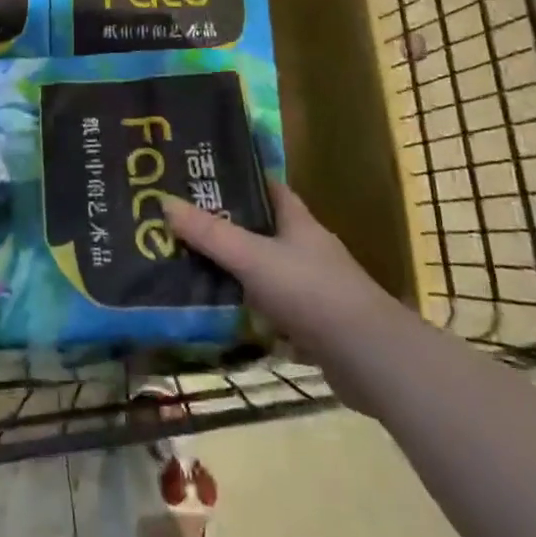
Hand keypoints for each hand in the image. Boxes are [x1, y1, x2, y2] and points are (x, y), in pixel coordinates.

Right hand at [162, 180, 398, 405]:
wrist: (371, 360)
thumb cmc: (312, 292)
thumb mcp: (252, 258)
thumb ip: (209, 234)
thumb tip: (164, 201)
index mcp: (297, 222)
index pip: (267, 187)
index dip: (238, 179)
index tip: (201, 176)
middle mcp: (306, 249)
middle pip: (261, 230)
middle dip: (226, 228)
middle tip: (181, 226)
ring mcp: (312, 289)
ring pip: (264, 272)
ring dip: (235, 272)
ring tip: (189, 268)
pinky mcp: (313, 326)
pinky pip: (271, 310)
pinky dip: (249, 312)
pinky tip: (221, 316)